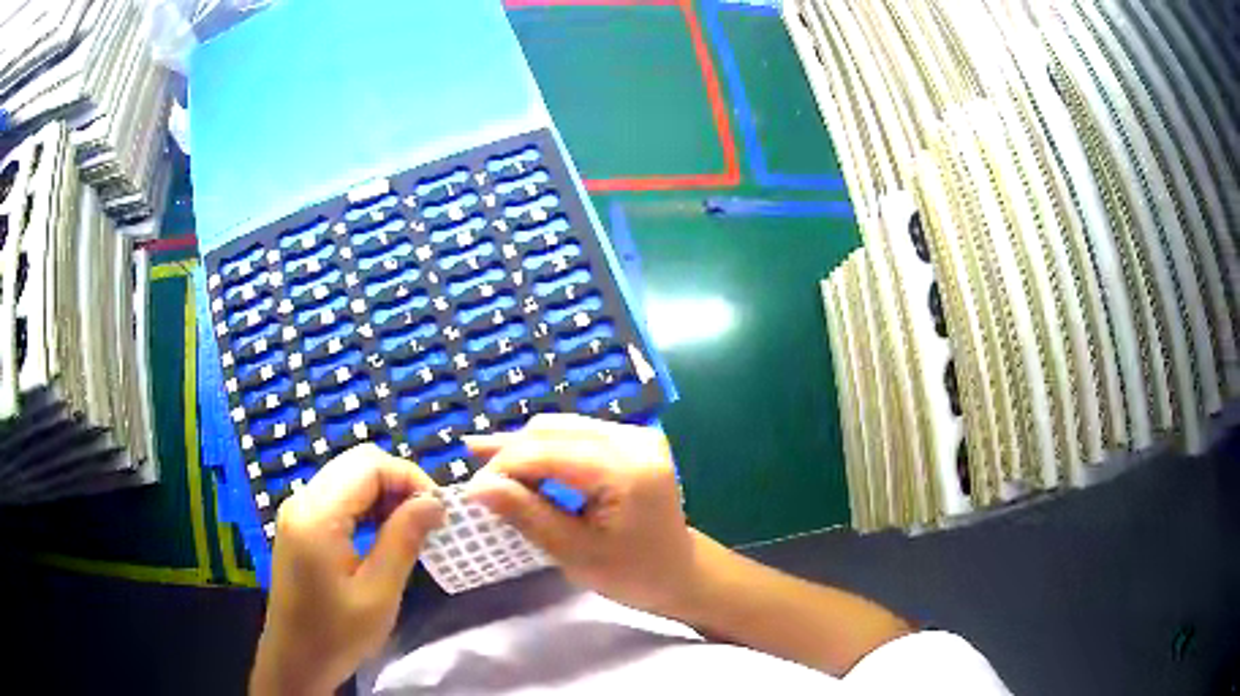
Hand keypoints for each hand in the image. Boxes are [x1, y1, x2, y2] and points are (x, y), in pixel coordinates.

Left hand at [251, 444, 444, 695]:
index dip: (409, 477)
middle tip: (428, 519)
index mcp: (316, 515)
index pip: (368, 465)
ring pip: (348, 475)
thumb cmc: (337, 634)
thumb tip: (434, 502)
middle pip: (357, 463)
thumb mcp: (378, 594)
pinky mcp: (300, 523)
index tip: (440, 511)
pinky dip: (367, 504)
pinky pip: (338, 495)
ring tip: (411, 528)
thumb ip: (403, 541)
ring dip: (384, 493)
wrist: (295, 658)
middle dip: (399, 482)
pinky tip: (383, 533)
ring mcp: (298, 510)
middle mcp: (302, 500)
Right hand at [463, 414, 695, 615]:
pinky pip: (576, 434)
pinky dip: (546, 449)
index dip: (504, 466)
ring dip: (524, 447)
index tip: (471, 491)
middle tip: (473, 473)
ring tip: (485, 461)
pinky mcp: (632, 440)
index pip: (548, 452)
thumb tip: (476, 486)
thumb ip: (527, 515)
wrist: (679, 573)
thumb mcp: (575, 552)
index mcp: (626, 469)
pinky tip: (519, 461)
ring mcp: (636, 435)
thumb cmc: (632, 573)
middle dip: (509, 452)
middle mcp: (633, 439)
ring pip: (561, 427)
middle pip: (553, 430)